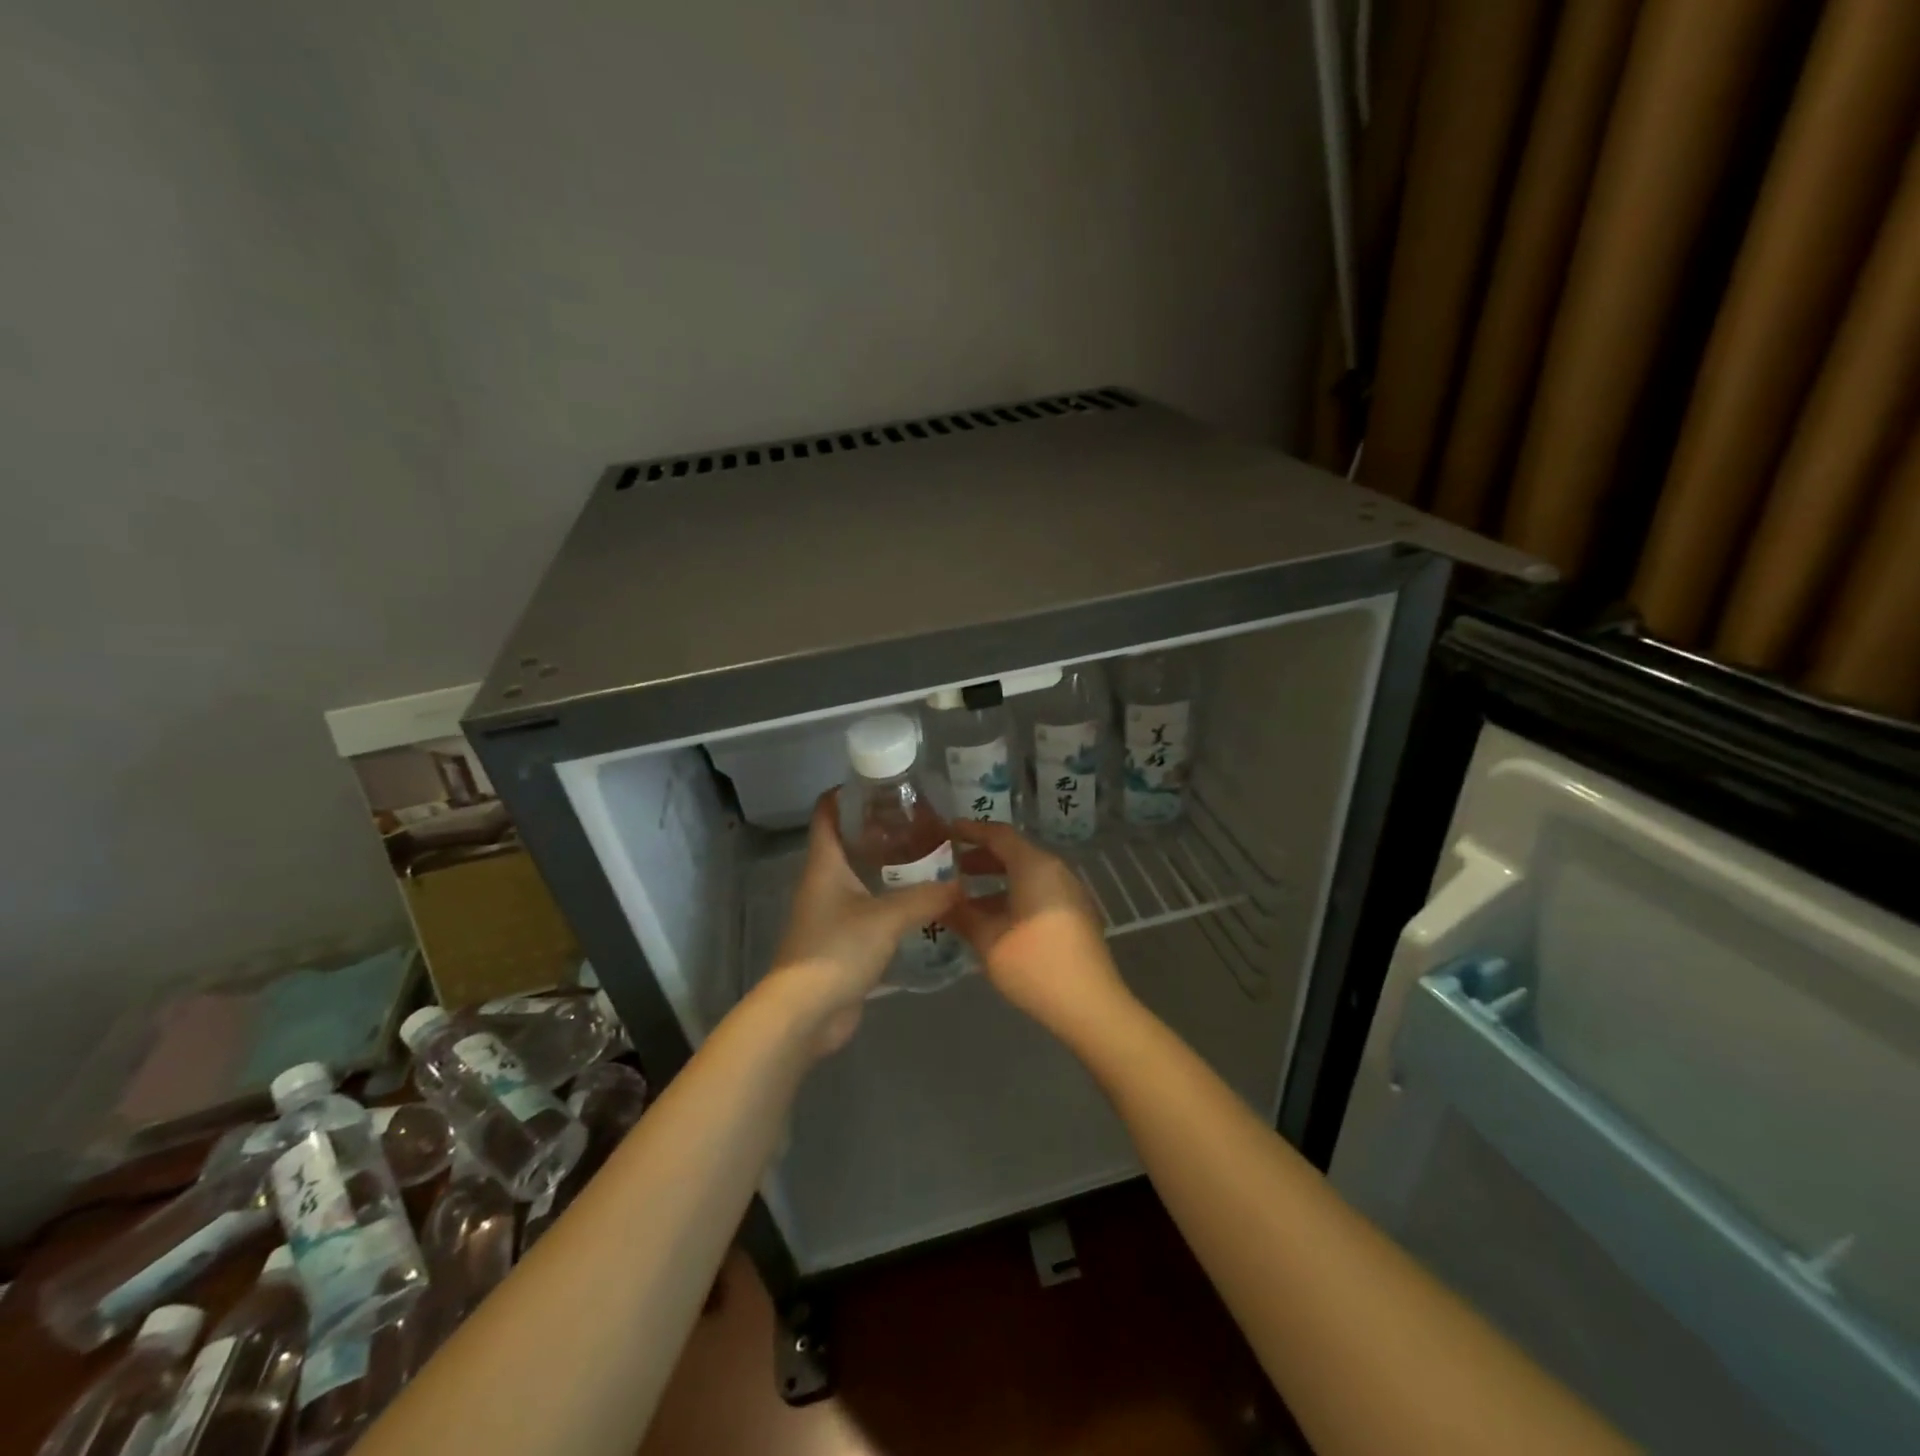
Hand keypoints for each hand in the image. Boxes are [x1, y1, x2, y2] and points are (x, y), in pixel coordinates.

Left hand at [763, 791, 961, 1054]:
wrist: (806, 1013)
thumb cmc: (837, 951)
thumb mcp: (886, 918)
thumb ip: (925, 898)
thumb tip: (960, 884)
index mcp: (824, 864)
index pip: (827, 813)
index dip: (847, 793)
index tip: (882, 783)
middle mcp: (824, 882)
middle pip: (848, 842)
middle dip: (880, 829)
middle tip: (921, 821)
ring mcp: (830, 912)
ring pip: (860, 876)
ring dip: (888, 867)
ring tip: (929, 857)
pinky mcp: (841, 940)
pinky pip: (868, 908)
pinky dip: (890, 900)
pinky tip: (921, 902)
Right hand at [945, 819, 1133, 1038]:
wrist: (1089, 1004)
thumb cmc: (1034, 964)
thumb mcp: (988, 940)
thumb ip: (961, 915)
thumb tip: (938, 900)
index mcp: (1035, 866)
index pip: (998, 835)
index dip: (970, 831)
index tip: (945, 833)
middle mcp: (1055, 870)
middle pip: (1014, 852)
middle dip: (980, 857)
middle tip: (949, 866)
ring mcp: (1069, 892)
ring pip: (1027, 874)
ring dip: (995, 880)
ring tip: (964, 897)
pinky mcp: (1075, 914)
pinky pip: (1038, 891)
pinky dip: (1013, 894)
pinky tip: (992, 919)